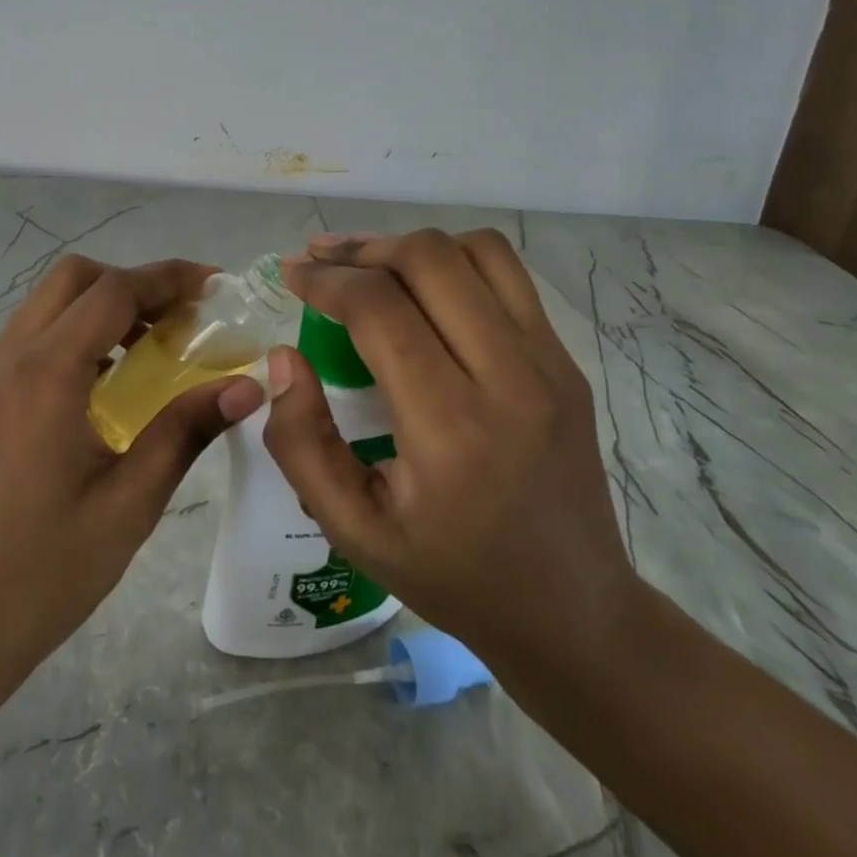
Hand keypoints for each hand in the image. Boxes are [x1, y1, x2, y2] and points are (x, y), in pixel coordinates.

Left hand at [0, 255, 263, 749]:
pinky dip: (74, 336)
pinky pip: (30, 340)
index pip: (114, 291)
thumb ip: (186, 430)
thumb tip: (248, 387)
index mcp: (45, 374)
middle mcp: (7, 358)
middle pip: (74, 279)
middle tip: (182, 319)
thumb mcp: (129, 503)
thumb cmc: (43, 573)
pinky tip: (106, 385)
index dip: (170, 278)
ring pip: (47, 305)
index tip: (216, 287)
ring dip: (102, 307)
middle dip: (133, 283)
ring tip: (153, 347)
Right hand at [264, 230, 634, 691]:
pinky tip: (424, 291)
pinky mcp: (567, 361)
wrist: (571, 609)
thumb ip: (301, 443)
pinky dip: (455, 263)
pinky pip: (508, 277)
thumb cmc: (452, 575)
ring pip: (476, 251)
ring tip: (370, 267)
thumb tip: (285, 357)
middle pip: (429, 259)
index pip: (379, 308)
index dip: (325, 279)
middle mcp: (509, 378)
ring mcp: (549, 363)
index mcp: (449, 427)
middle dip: (362, 249)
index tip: (290, 274)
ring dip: (412, 247)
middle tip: (321, 262)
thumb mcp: (352, 530)